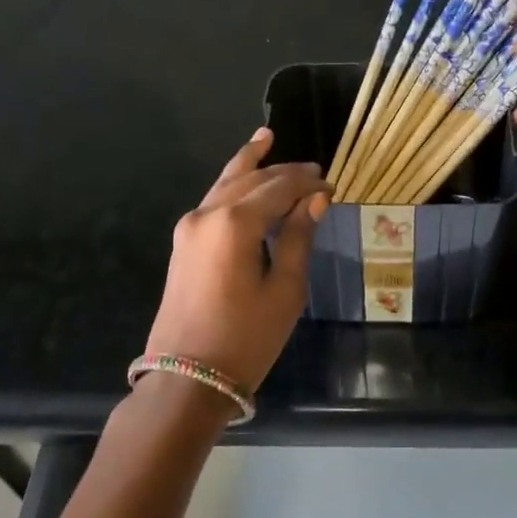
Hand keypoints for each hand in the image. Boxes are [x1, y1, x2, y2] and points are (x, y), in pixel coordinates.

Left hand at [145, 128, 329, 391]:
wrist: (187, 379)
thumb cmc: (246, 338)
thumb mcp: (284, 289)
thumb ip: (298, 237)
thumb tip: (315, 200)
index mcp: (234, 222)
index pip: (279, 187)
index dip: (308, 183)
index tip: (332, 186)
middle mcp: (207, 213)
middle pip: (251, 178)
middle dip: (283, 171)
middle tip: (314, 169)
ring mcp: (189, 227)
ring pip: (225, 183)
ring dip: (250, 164)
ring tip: (266, 138)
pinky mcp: (183, 242)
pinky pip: (213, 201)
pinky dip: (232, 185)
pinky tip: (243, 176)